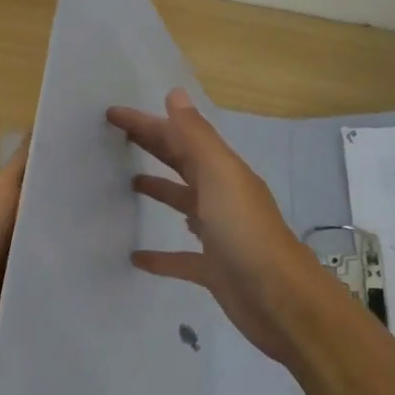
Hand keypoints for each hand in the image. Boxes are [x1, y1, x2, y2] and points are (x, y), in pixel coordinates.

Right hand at [107, 89, 331, 365]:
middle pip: (181, 163)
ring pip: (183, 203)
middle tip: (116, 137)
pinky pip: (180, 257)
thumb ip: (196, 136)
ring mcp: (218, 233)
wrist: (281, 301)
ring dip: (160, 190)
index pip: (178, 137)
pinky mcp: (213, 269)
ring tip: (128, 182)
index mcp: (222, 171)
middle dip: (153, 146)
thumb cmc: (245, 232)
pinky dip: (160, 255)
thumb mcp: (220, 176)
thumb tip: (175, 93)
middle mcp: (221, 196)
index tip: (113, 114)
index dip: (147, 123)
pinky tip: (136, 256)